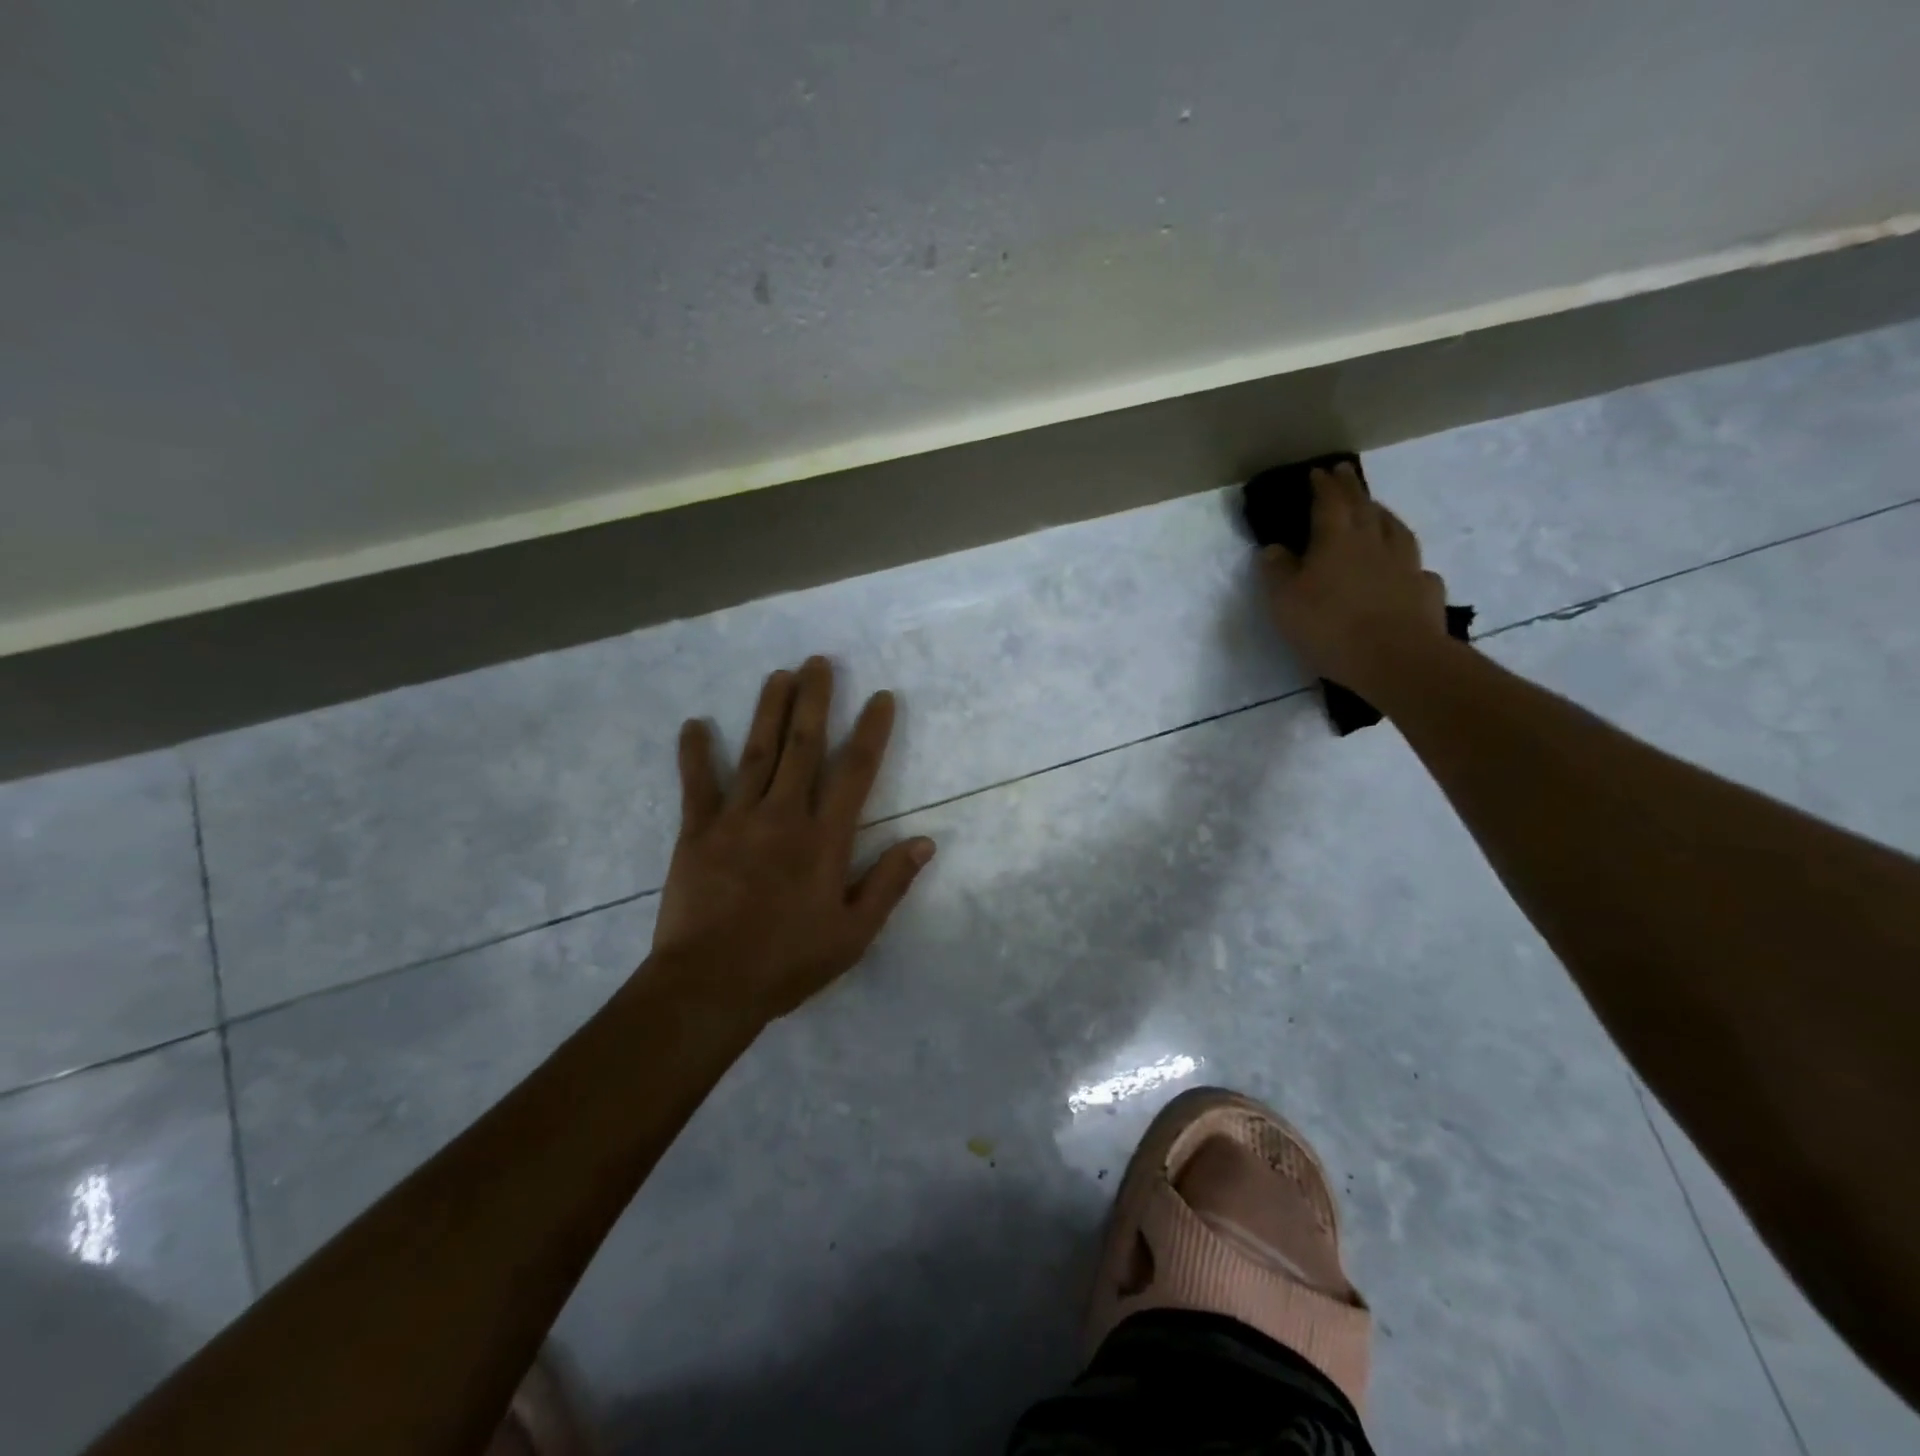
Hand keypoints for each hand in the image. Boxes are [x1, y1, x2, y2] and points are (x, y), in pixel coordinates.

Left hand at [650, 656, 935, 1020]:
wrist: (709, 986)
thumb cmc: (789, 961)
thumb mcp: (854, 933)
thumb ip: (889, 883)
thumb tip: (925, 841)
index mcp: (824, 839)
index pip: (855, 771)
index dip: (870, 730)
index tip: (880, 697)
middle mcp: (783, 816)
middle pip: (803, 746)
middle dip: (813, 700)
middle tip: (818, 662)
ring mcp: (736, 820)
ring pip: (757, 752)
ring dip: (768, 710)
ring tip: (778, 674)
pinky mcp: (696, 833)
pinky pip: (697, 785)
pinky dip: (695, 753)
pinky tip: (694, 724)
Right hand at [1260, 463, 1450, 700]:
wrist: (1395, 658)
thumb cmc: (1329, 626)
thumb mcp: (1284, 602)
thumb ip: (1277, 572)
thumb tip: (1274, 548)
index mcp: (1336, 540)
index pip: (1329, 503)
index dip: (1322, 486)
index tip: (1317, 472)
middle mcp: (1374, 543)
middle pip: (1363, 507)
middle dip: (1352, 488)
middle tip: (1345, 473)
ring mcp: (1406, 565)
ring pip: (1395, 529)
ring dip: (1383, 515)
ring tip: (1376, 510)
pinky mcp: (1425, 591)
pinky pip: (1416, 568)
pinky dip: (1407, 562)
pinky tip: (1406, 569)